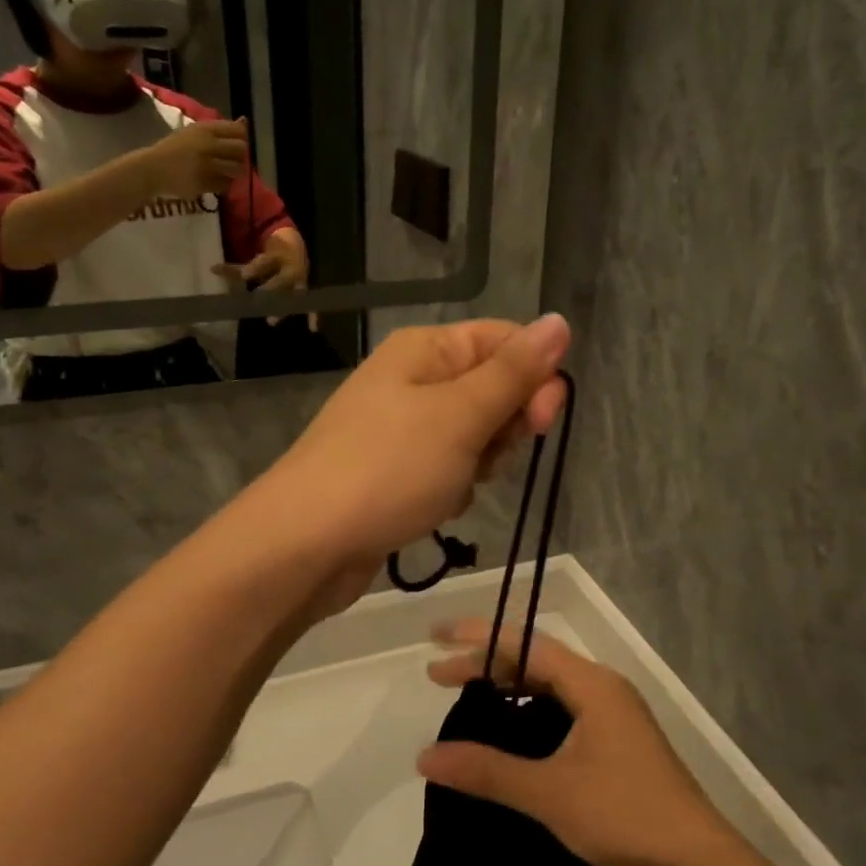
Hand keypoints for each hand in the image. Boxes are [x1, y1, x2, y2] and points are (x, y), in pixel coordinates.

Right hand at [138, 118, 248, 201]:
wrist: (153, 168)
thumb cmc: (175, 148)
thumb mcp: (194, 132)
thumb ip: (219, 129)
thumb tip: (244, 122)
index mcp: (205, 129)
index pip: (238, 130)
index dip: (241, 139)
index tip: (234, 145)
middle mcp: (208, 145)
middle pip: (241, 149)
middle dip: (240, 156)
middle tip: (231, 161)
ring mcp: (207, 165)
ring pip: (237, 169)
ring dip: (233, 172)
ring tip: (223, 172)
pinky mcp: (206, 183)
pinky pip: (226, 184)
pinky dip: (223, 184)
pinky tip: (213, 181)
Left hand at [213, 227, 314, 329]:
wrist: (296, 249)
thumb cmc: (273, 257)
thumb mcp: (257, 260)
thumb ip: (236, 268)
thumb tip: (211, 269)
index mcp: (277, 257)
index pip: (265, 262)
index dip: (256, 268)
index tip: (244, 276)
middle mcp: (290, 270)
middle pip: (281, 281)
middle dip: (270, 291)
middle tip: (258, 301)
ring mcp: (300, 282)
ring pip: (293, 295)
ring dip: (283, 308)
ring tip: (271, 321)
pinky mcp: (305, 293)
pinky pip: (310, 306)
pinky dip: (313, 317)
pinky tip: (313, 328)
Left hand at [263, 315, 571, 567]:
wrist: (306, 544)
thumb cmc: (389, 469)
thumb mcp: (461, 415)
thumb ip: (514, 372)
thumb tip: (559, 322)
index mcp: (425, 349)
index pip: (505, 341)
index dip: (535, 376)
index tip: (541, 420)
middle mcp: (412, 380)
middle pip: (492, 388)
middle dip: (504, 426)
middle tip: (486, 458)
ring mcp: (401, 428)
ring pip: (474, 435)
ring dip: (479, 463)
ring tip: (452, 487)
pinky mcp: (395, 471)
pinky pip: (447, 469)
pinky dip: (452, 489)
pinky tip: (434, 508)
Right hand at [418, 622, 746, 865]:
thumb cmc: (625, 817)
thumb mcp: (550, 793)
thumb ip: (488, 771)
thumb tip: (425, 756)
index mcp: (592, 684)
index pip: (526, 644)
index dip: (478, 637)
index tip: (436, 637)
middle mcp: (604, 688)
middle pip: (536, 661)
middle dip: (486, 664)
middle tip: (438, 677)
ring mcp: (614, 715)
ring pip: (551, 686)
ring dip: (509, 687)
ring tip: (468, 699)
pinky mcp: (618, 742)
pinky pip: (563, 709)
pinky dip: (530, 711)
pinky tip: (511, 733)